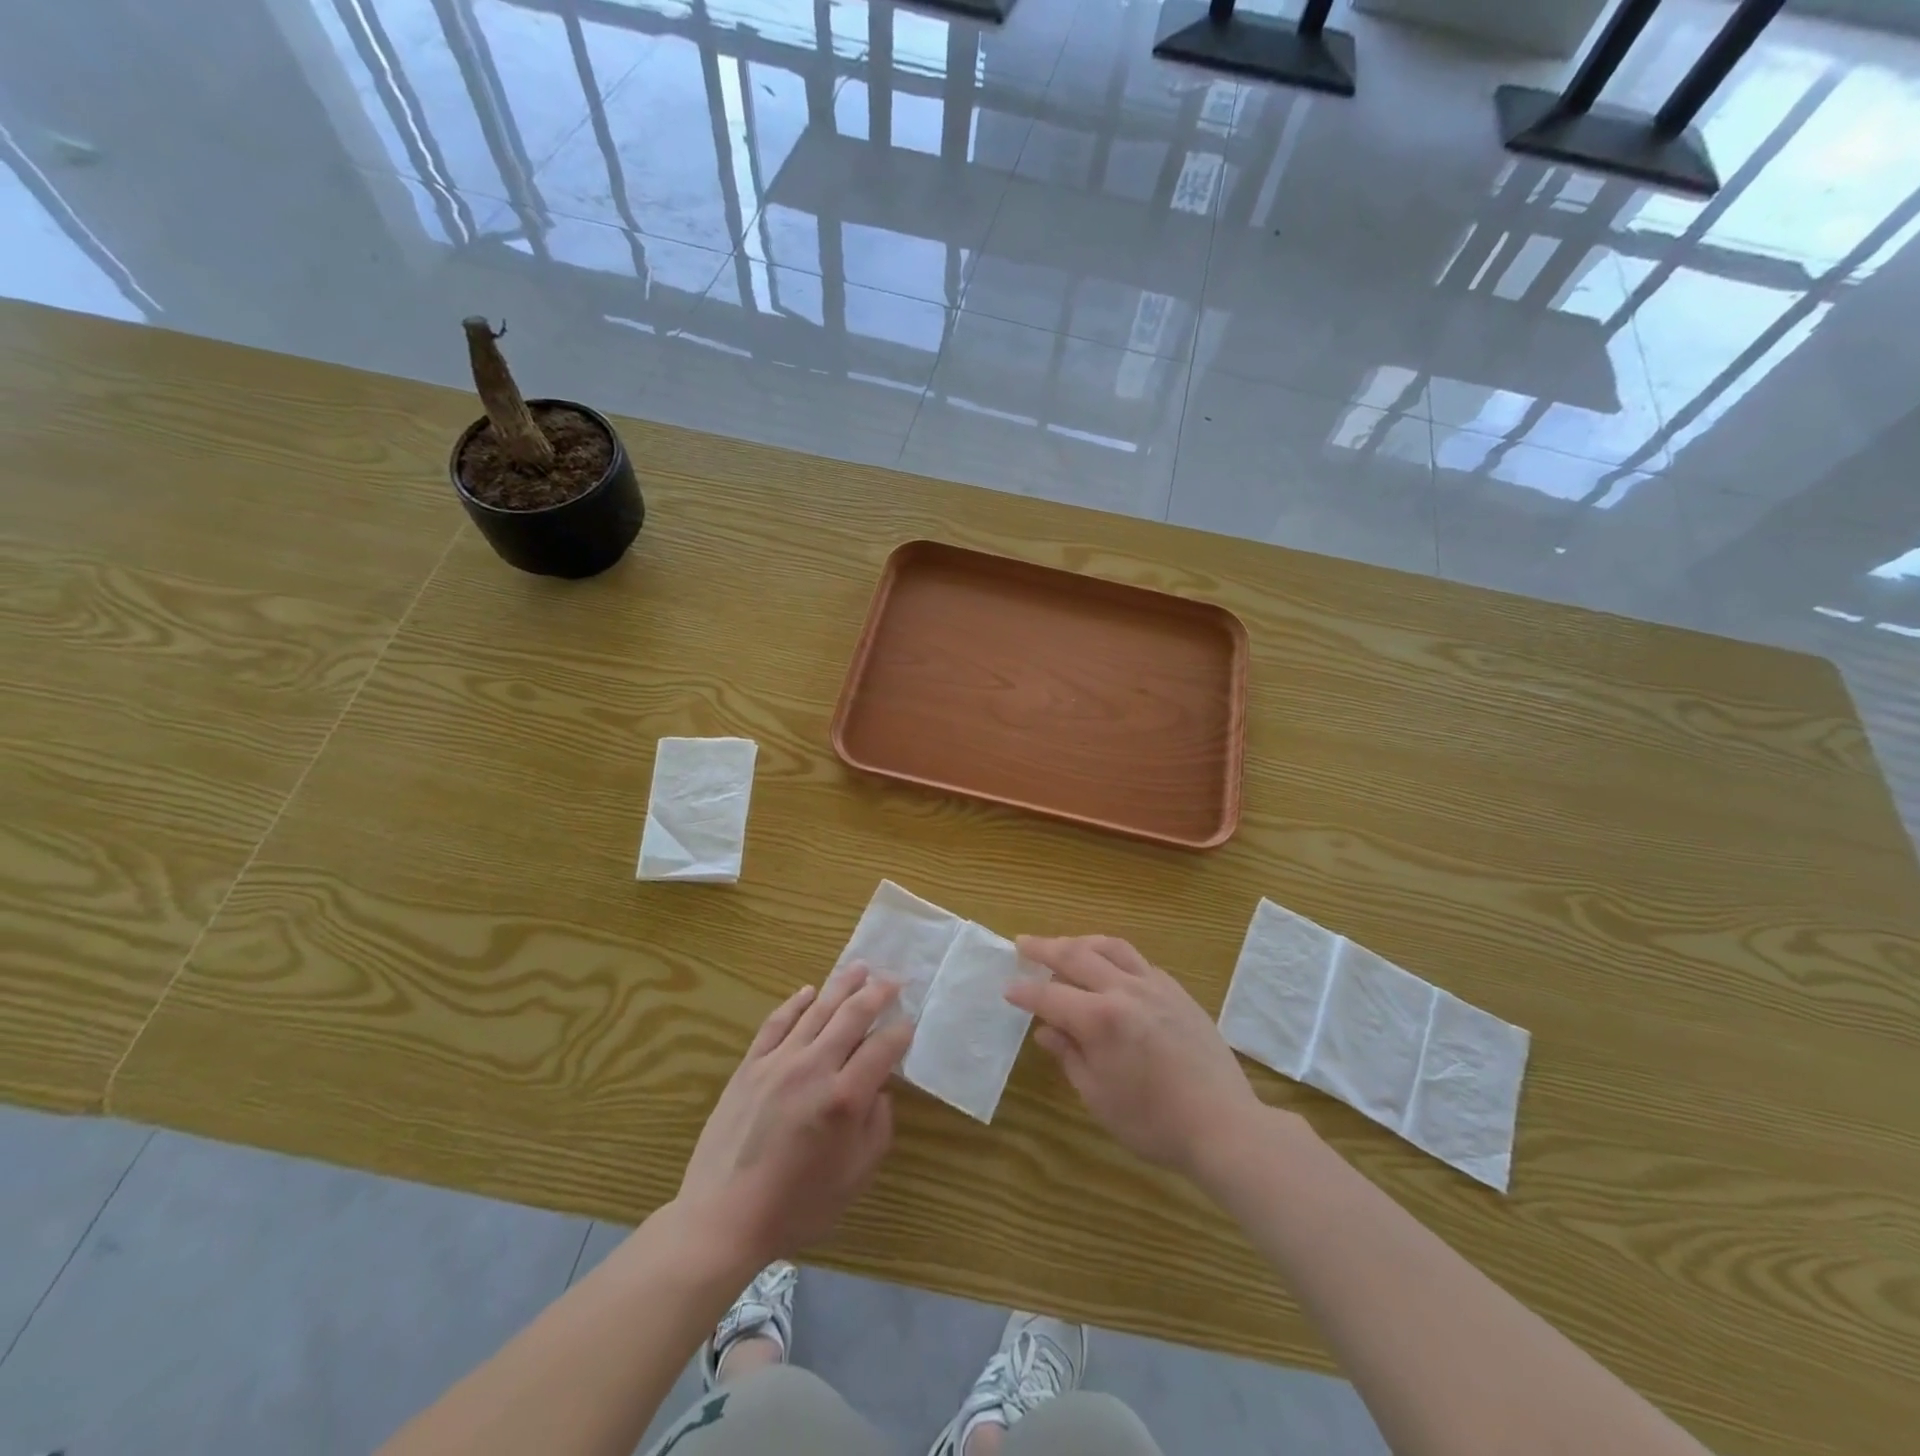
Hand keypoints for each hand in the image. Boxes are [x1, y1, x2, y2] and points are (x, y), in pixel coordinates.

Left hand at [678, 965, 913, 1265]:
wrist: (723, 1218)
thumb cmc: (797, 1206)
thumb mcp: (854, 1178)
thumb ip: (877, 1129)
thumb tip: (879, 1092)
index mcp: (845, 1098)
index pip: (883, 1047)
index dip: (901, 1031)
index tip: (910, 1022)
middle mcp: (814, 1068)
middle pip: (852, 1015)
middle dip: (877, 992)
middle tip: (893, 979)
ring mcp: (779, 1062)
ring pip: (817, 1009)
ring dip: (842, 985)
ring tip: (860, 968)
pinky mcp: (750, 1065)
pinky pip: (776, 1022)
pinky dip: (796, 1003)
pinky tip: (809, 991)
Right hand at [1007, 935, 1264, 1183]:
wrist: (1223, 1124)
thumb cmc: (1153, 1122)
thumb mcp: (1098, 1096)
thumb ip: (1070, 1056)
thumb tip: (1047, 1030)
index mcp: (1100, 1019)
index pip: (1050, 996)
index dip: (1026, 993)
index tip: (1008, 989)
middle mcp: (1125, 990)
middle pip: (1076, 956)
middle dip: (1044, 948)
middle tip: (1023, 943)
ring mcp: (1155, 986)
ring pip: (1110, 947)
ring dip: (1081, 942)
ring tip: (1064, 945)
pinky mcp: (1177, 991)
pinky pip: (1138, 960)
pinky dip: (1114, 956)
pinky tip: (1110, 967)